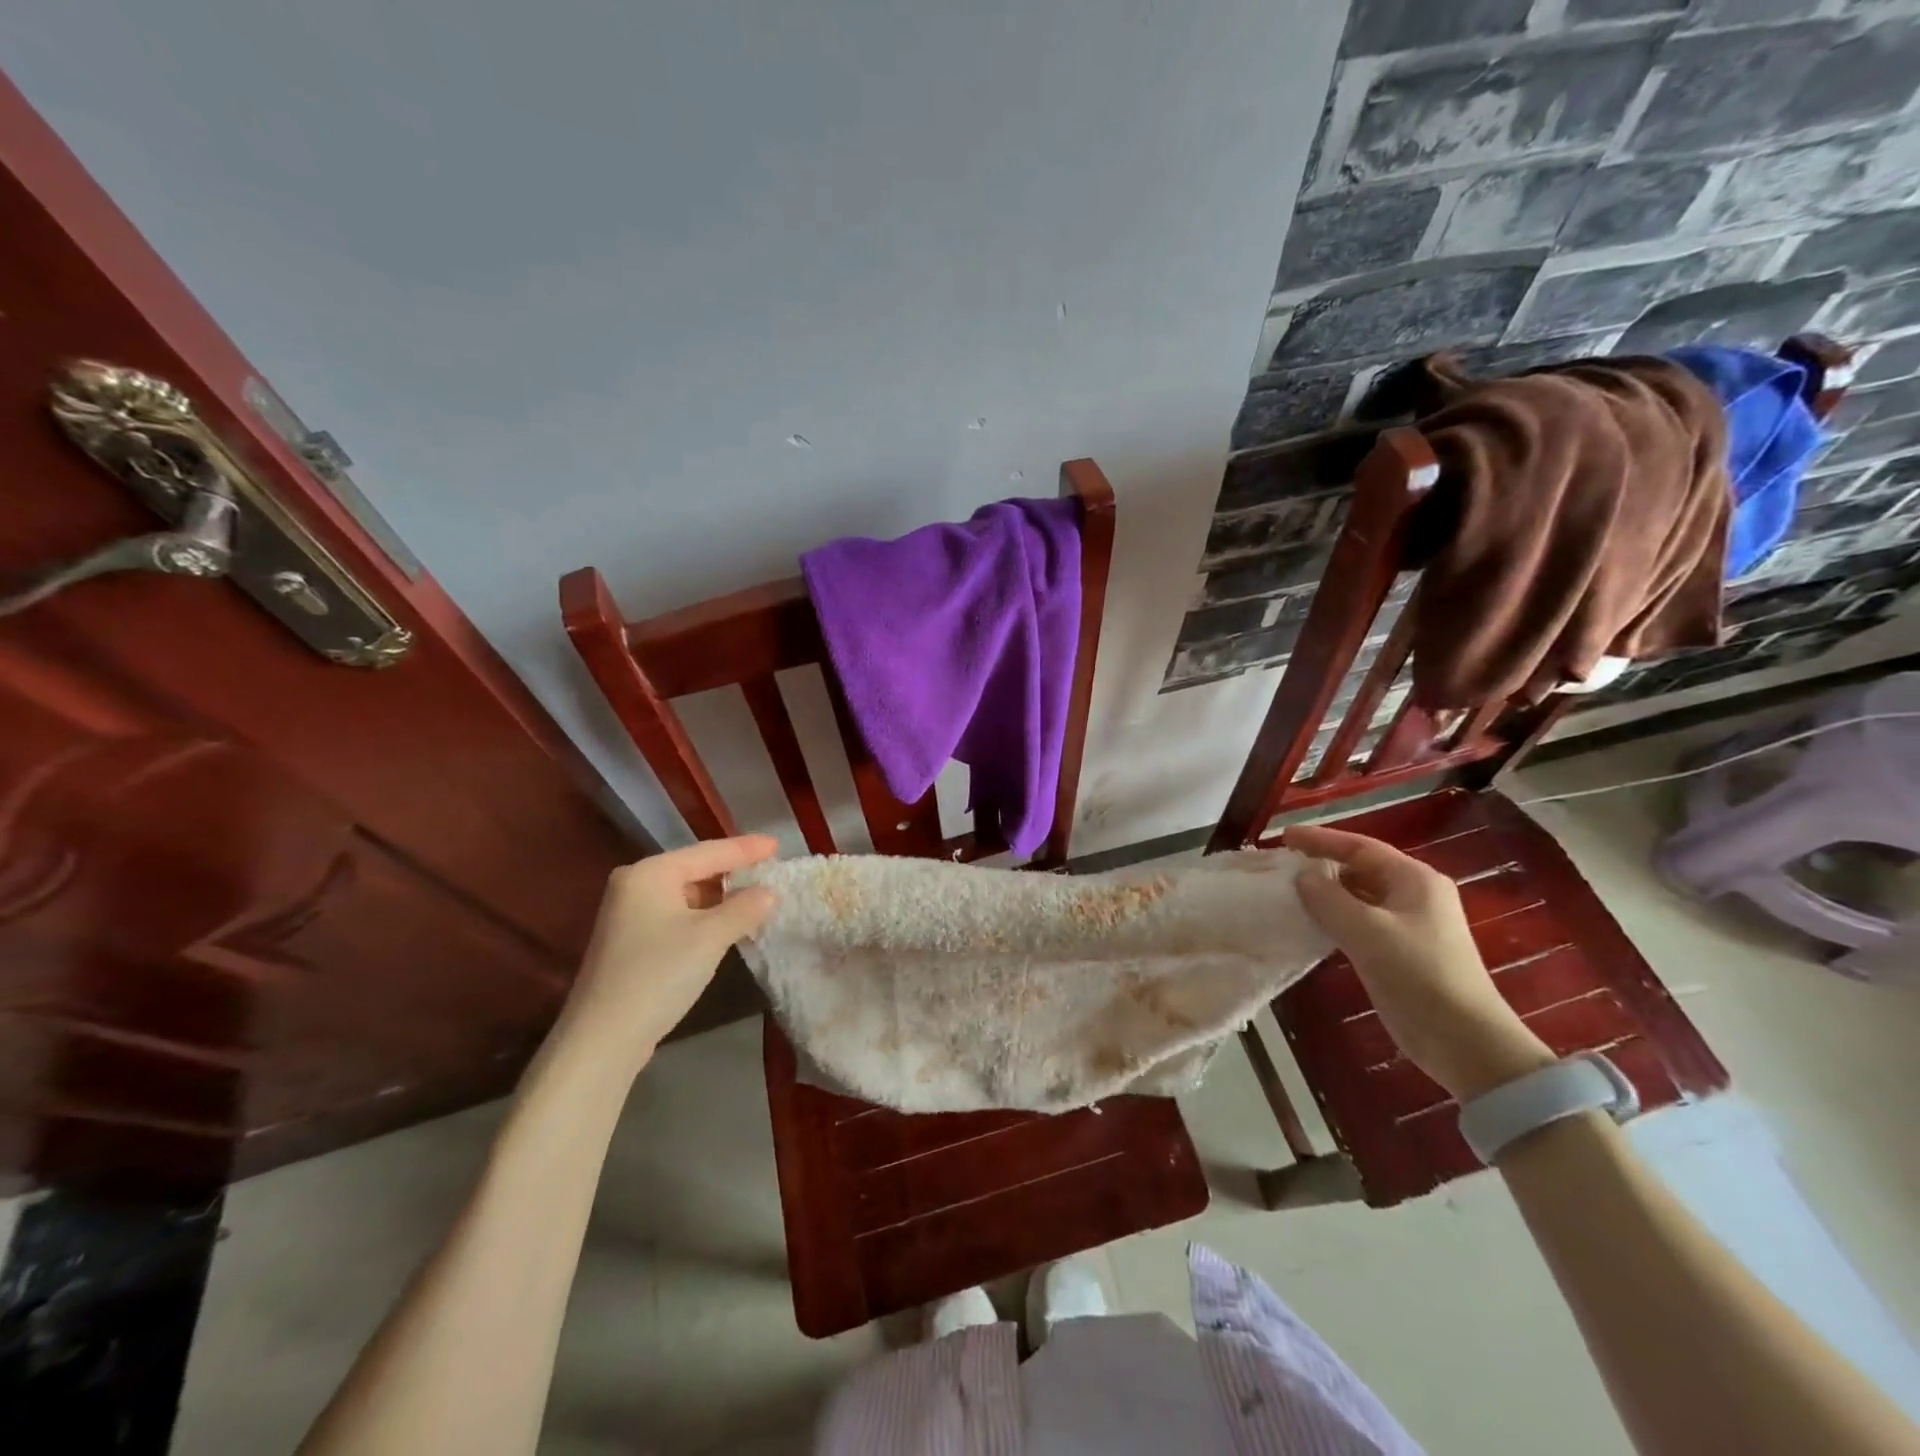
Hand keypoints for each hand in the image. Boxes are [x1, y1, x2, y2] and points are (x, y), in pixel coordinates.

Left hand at [554, 835, 778, 1068]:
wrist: (603, 1039)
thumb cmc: (658, 975)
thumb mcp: (710, 937)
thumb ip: (745, 908)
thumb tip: (769, 893)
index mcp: (650, 873)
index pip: (709, 852)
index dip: (747, 848)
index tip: (779, 844)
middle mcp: (635, 884)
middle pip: (696, 869)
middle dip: (735, 870)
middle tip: (772, 869)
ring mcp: (630, 914)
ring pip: (688, 894)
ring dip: (722, 897)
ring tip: (758, 896)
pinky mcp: (632, 941)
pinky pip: (679, 914)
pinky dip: (706, 916)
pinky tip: (728, 924)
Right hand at [1283, 825, 1553, 1100]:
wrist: (1465, 1042)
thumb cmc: (1419, 976)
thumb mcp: (1366, 932)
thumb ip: (1328, 898)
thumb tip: (1302, 876)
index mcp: (1414, 879)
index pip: (1360, 846)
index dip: (1319, 839)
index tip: (1283, 837)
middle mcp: (1415, 895)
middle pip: (1361, 868)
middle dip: (1322, 865)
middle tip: (1281, 866)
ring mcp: (1410, 925)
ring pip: (1359, 896)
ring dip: (1326, 893)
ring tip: (1289, 893)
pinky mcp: (1402, 952)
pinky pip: (1361, 922)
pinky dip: (1335, 918)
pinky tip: (1312, 925)